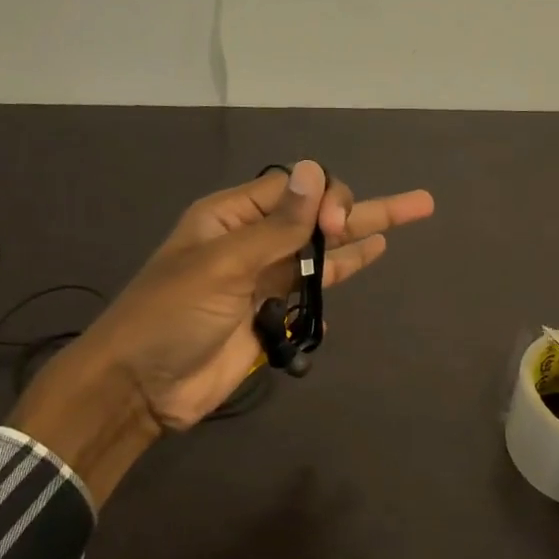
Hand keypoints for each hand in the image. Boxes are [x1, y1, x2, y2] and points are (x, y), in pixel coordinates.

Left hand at [10, 161, 434, 503]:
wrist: (141, 387)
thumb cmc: (170, 315)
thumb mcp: (222, 264)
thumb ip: (276, 226)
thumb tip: (314, 172)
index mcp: (232, 216)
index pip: (294, 187)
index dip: (326, 196)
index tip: (337, 225)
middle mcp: (254, 240)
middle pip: (317, 215)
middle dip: (362, 207)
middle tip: (418, 206)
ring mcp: (266, 277)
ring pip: (324, 248)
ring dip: (363, 234)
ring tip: (413, 214)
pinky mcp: (274, 312)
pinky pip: (317, 285)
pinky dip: (343, 273)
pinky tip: (372, 256)